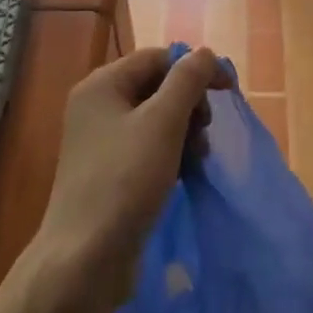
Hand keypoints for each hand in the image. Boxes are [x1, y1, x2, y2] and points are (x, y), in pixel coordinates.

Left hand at [35, 47, 228, 305]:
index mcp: (101, 84)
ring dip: (184, 131)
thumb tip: (205, 53)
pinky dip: (170, 153)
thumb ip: (187, 81)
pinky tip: (184, 173)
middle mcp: (97, 106)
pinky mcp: (108, 171)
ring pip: (155, 119)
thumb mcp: (162, 123)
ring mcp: (100, 141)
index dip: (195, 69)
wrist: (85, 259)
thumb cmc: (125, 180)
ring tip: (198, 157)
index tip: (227, 92)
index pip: (157, 58)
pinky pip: (147, 146)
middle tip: (205, 131)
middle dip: (189, 104)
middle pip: (156, 86)